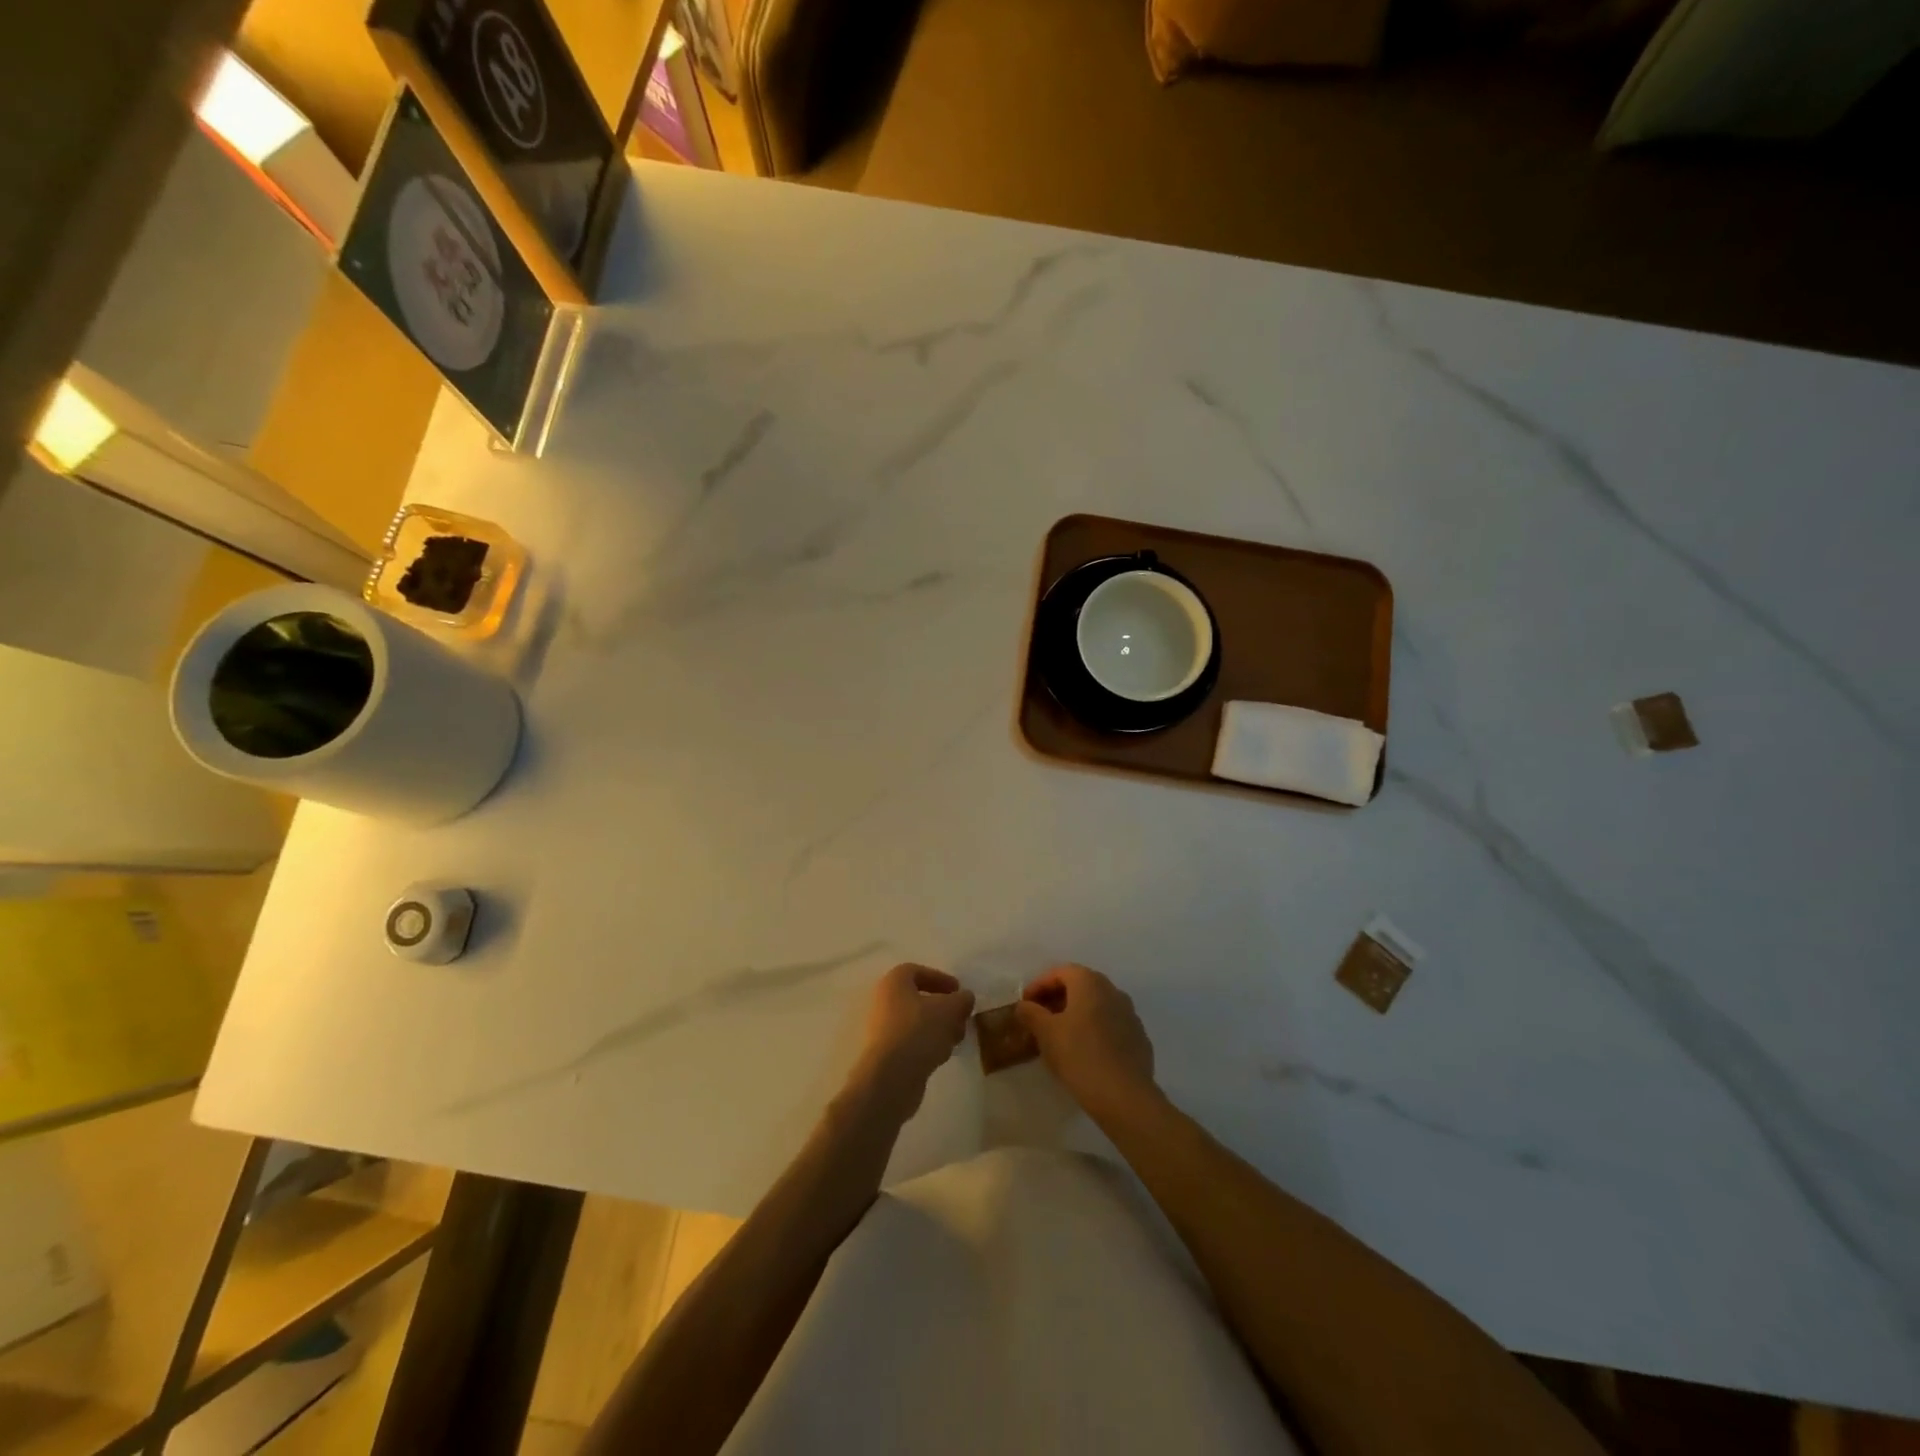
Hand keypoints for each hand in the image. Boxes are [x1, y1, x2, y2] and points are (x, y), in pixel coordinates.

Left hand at [847, 963, 974, 1120]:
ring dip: (939, 1028)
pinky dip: (928, 1045)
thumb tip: (965, 997)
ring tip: (957, 1039)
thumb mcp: (949, 1010)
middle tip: (961, 1018)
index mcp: (894, 982)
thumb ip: (961, 1000)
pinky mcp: (886, 1055)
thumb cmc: (918, 1032)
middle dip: (944, 1008)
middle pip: (918, 999)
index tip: (958, 991)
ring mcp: (882, 1030)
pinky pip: (911, 1042)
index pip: (917, 971)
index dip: (940, 978)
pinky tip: (942, 1055)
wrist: (890, 1078)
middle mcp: (884, 1002)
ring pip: (917, 1022)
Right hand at [1016, 964, 1157, 1119]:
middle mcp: (1113, 991)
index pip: (1060, 972)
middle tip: (1040, 1018)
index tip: (1025, 1004)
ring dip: (1076, 1014)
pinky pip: (1110, 1025)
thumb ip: (1031, 1014)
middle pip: (1080, 986)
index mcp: (1090, 983)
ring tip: (1060, 1036)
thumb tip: (1023, 1006)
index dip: (1039, 985)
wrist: (1125, 1097)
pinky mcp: (1139, 1039)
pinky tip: (1085, 1052)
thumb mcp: (1046, 1034)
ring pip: (1097, 1006)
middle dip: (1058, 999)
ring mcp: (1130, 1015)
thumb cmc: (1080, 1056)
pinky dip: (1094, 1030)